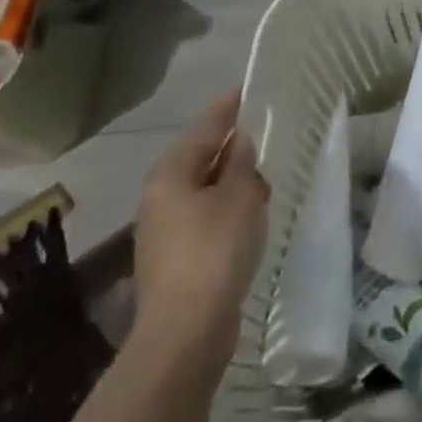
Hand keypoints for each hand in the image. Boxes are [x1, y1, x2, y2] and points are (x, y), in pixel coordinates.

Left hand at [132, 94, 269, 390]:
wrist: (186, 331)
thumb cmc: (215, 250)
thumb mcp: (241, 197)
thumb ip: (242, 164)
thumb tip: (239, 144)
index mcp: (170, 175)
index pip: (204, 129)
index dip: (226, 109)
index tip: (243, 90)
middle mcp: (158, 198)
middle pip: (198, 160)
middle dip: (229, 148)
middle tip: (260, 136)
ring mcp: (162, 231)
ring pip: (201, 190)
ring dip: (230, 182)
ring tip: (262, 180)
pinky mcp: (174, 259)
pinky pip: (204, 217)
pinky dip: (226, 209)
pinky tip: (248, 218)